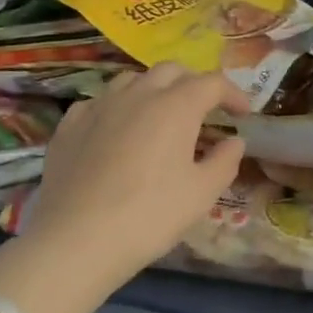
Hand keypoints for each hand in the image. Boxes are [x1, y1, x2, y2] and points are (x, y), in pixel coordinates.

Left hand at [0, 65, 247, 299]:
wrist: (76, 241)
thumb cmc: (150, 215)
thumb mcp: (203, 193)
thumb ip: (225, 161)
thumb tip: (234, 141)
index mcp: (176, 105)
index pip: (212, 83)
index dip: (233, 94)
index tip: (243, 113)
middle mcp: (138, 94)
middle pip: (172, 70)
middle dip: (193, 83)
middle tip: (203, 109)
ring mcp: (99, 105)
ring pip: (132, 80)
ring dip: (153, 89)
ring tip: (159, 115)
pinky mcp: (69, 125)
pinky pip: (99, 102)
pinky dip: (116, 108)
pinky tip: (116, 130)